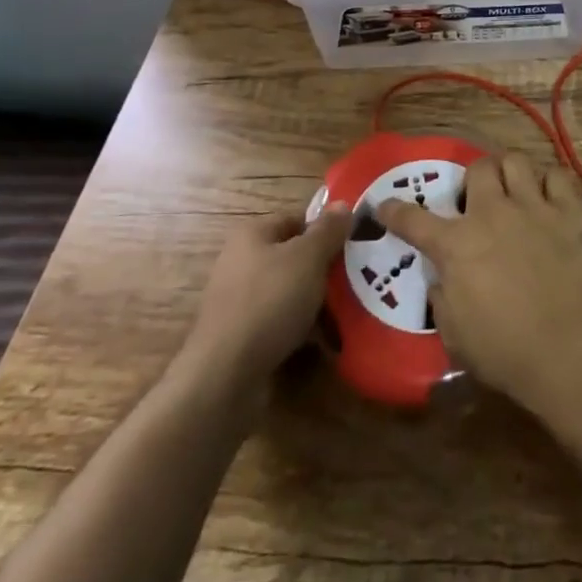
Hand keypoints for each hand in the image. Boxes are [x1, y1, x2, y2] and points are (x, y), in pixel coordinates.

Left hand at [179, 204, 351, 385]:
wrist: (224, 377)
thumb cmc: (269, 302)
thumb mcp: (308, 257)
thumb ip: (328, 230)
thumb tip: (343, 204)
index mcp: (252, 235)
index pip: (296, 220)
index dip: (325, 229)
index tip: (353, 245)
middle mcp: (241, 264)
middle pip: (293, 258)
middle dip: (324, 269)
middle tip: (357, 278)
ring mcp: (239, 304)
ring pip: (289, 294)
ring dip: (316, 303)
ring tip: (349, 312)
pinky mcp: (242, 340)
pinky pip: (280, 325)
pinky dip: (302, 331)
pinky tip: (326, 342)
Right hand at [379, 152, 581, 415]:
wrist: (573, 351)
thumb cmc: (508, 353)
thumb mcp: (456, 337)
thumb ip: (442, 299)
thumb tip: (441, 278)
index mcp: (457, 245)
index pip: (414, 220)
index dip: (395, 211)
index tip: (384, 205)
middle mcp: (492, 213)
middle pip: (477, 168)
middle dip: (473, 179)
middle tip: (476, 200)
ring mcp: (533, 207)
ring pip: (515, 160)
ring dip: (510, 172)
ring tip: (513, 191)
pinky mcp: (569, 211)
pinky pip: (557, 176)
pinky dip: (550, 184)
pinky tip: (549, 200)